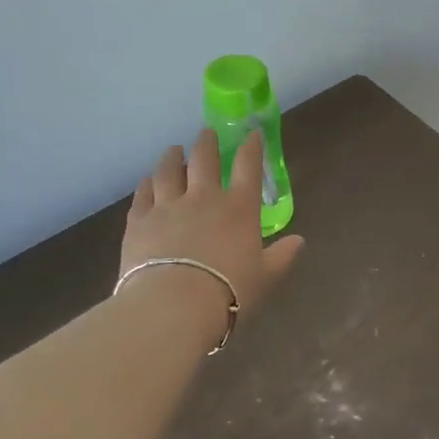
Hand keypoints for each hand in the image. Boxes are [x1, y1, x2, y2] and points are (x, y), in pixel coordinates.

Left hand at [120, 130, 304, 320]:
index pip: (248, 167)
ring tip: (173, 150)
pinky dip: (146, 184)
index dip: (252, 147)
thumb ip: (282, 256)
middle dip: (207, 143)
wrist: (174, 306)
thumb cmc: (229, 291)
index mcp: (239, 208)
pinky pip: (142, 195)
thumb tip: (299, 241)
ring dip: (172, 157)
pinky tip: (146, 181)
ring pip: (168, 171)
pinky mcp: (139, 222)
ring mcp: (168, 207)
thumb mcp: (266, 277)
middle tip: (207, 133)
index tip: (252, 133)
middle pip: (204, 160)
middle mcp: (203, 198)